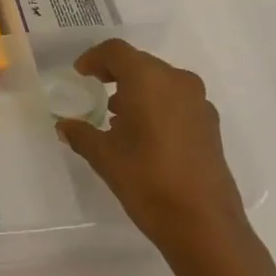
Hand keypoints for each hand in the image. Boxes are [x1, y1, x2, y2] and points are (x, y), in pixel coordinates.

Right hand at [55, 40, 248, 262]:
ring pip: (161, 81)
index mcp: (148, 79)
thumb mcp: (103, 156)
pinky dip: (158, 105)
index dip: (94, 58)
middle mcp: (177, 81)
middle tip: (96, 89)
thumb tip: (64, 126)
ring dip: (138, 89)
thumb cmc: (146, 180)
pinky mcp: (210, 125)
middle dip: (116, 72)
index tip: (80, 73)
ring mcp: (199, 103)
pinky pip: (178, 101)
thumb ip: (80, 134)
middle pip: (140, 63)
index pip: (116, 51)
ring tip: (118, 115)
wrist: (204, 224)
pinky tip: (145, 134)